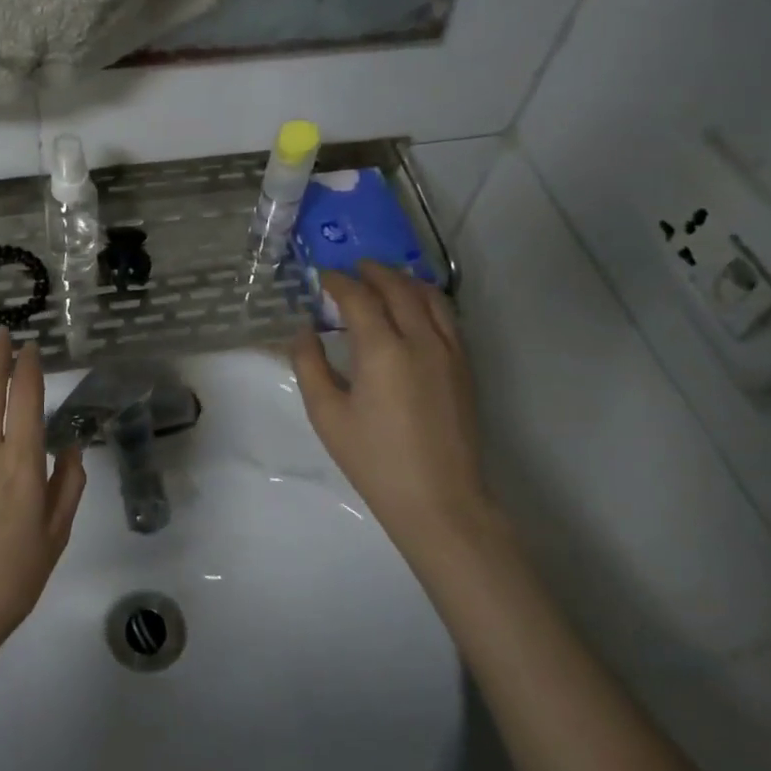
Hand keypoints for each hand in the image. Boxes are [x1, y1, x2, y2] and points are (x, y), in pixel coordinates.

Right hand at [291, 261, 489, 552]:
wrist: (439, 500)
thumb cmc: (374, 460)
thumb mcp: (327, 414)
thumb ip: (310, 365)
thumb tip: (305, 331)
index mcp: (383, 350)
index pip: (359, 297)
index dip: (338, 282)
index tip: (322, 277)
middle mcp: (420, 340)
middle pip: (398, 287)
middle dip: (373, 272)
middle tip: (352, 270)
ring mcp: (449, 351)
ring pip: (430, 296)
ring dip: (404, 281)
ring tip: (385, 280)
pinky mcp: (465, 367)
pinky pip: (447, 317)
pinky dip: (427, 300)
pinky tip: (414, 309)